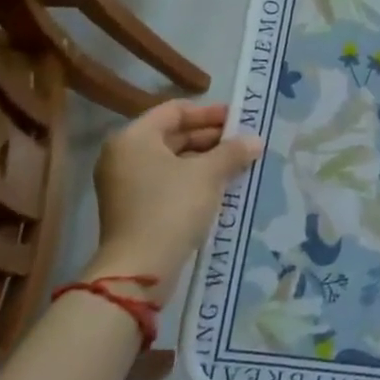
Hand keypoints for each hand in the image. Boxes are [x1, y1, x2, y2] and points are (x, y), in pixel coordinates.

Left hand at [88, 102, 263, 297]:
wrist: (140, 269)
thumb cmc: (172, 207)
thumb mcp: (208, 174)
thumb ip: (232, 152)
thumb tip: (255, 140)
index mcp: (134, 138)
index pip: (175, 110)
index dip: (209, 112)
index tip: (238, 120)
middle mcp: (124, 156)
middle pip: (172, 134)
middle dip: (210, 137)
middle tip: (242, 142)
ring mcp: (125, 184)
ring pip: (171, 160)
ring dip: (205, 159)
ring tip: (237, 163)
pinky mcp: (133, 208)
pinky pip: (166, 182)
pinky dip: (192, 179)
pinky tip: (220, 185)